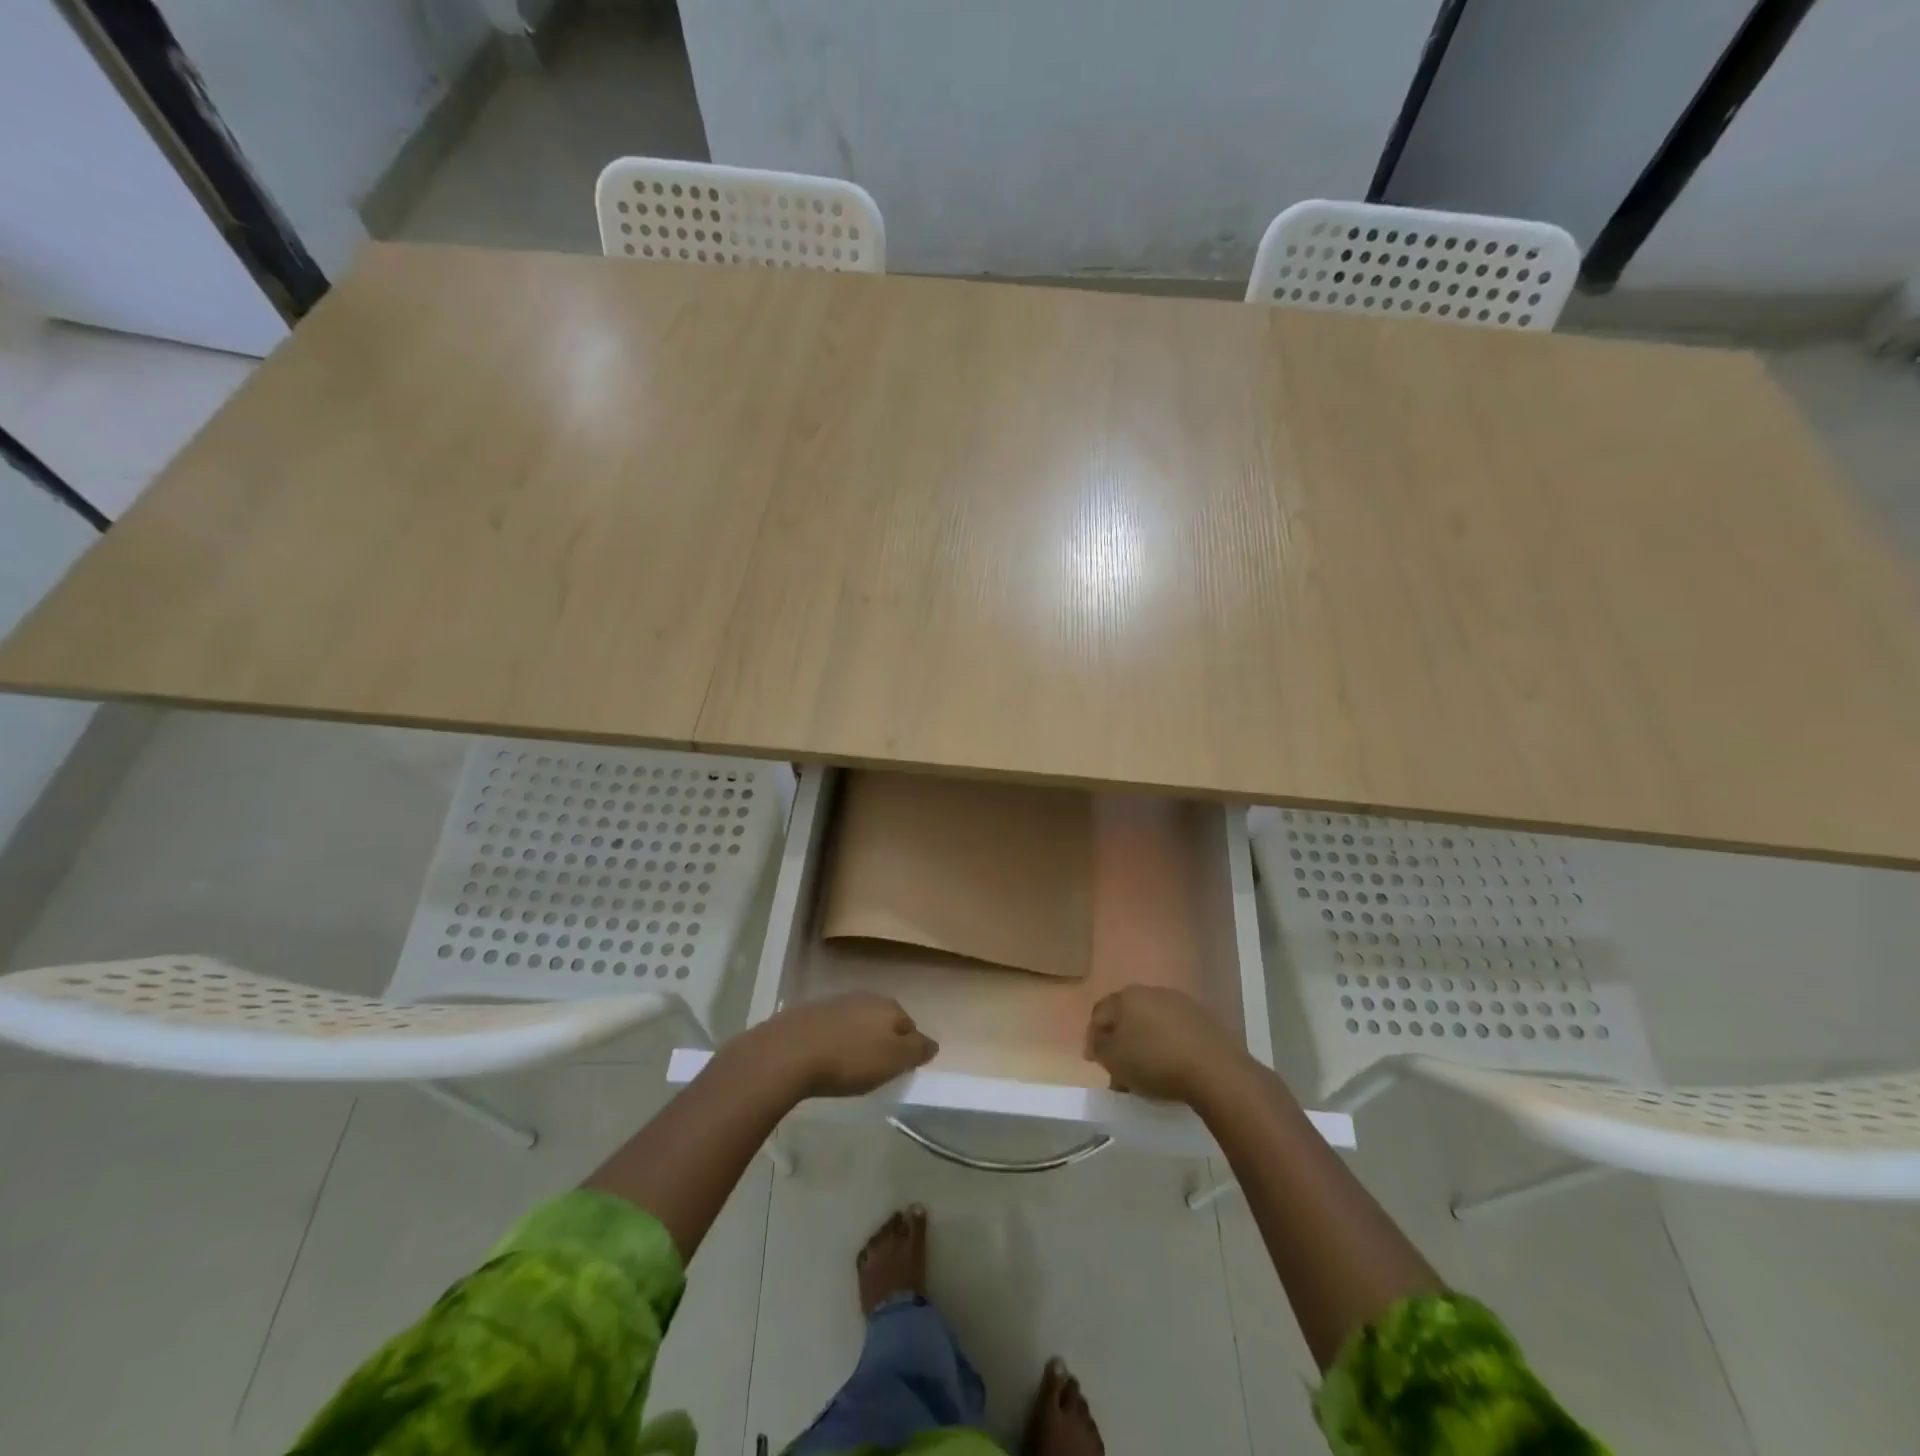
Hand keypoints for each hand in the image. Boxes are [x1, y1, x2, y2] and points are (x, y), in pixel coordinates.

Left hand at [757, 992, 938, 1097]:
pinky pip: (832, 1026)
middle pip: (883, 1020)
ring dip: (857, 1038)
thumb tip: (933, 1043)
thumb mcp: (893, 1061)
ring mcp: (836, 1001)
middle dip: (883, 1039)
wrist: (789, 1051)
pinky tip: (826, 1056)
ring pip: (857, 1021)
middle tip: (876, 1067)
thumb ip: (916, 1051)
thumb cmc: (849, 1059)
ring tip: (850, 1064)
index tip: (900, 1069)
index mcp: (889, 1007)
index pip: (910, 1026)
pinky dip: (835, 1039)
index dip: (908, 1048)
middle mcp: (865, 997)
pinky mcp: (810, 1012)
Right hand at [1084, 986, 1239, 1102]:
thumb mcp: (1114, 1060)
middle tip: (1118, 1069)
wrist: (1214, 1069)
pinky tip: (1170, 1067)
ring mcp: (1179, 1003)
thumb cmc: (1155, 1062)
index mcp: (1126, 997)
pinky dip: (1166, 1045)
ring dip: (1144, 1044)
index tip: (1094, 1062)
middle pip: (1126, 1016)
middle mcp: (1151, 991)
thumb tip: (1101, 1041)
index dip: (1093, 1038)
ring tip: (1145, 1072)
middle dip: (1120, 1041)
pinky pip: (1174, 1031)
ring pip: (1151, 1023)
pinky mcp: (1202, 1018)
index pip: (1099, 1013)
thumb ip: (1100, 1047)